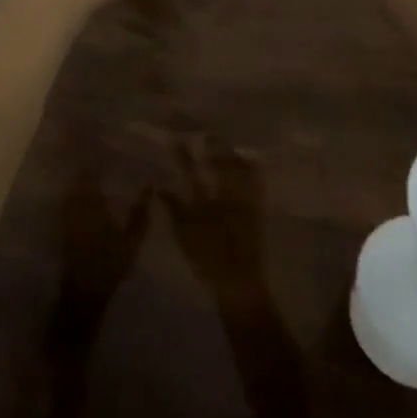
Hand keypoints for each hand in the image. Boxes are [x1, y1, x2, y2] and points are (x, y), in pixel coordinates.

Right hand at [163, 134, 267, 292]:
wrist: (240, 284)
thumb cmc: (208, 262)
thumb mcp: (184, 237)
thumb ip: (173, 210)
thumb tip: (160, 187)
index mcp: (204, 203)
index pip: (191, 174)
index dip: (183, 157)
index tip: (177, 140)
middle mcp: (225, 198)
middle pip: (218, 168)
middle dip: (213, 149)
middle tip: (208, 133)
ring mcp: (243, 203)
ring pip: (238, 172)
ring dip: (231, 157)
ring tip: (228, 144)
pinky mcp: (257, 212)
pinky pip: (256, 186)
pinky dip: (253, 172)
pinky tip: (252, 163)